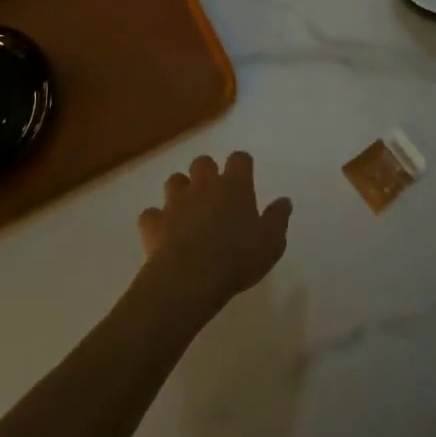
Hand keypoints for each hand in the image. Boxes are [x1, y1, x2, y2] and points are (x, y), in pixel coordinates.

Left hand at [138, 153, 291, 322]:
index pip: (239, 159)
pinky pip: (151, 214)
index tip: (244, 176)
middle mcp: (204, 185)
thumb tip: (284, 200)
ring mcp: (175, 201)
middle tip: (214, 192)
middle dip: (207, 172)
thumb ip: (278, 219)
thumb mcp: (271, 243)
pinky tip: (162, 232)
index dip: (242, 165)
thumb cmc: (237, 258)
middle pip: (203, 162)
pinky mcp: (153, 222)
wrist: (190, 277)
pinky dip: (156, 220)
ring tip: (187, 209)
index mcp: (234, 186)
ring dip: (180, 191)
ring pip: (175, 181)